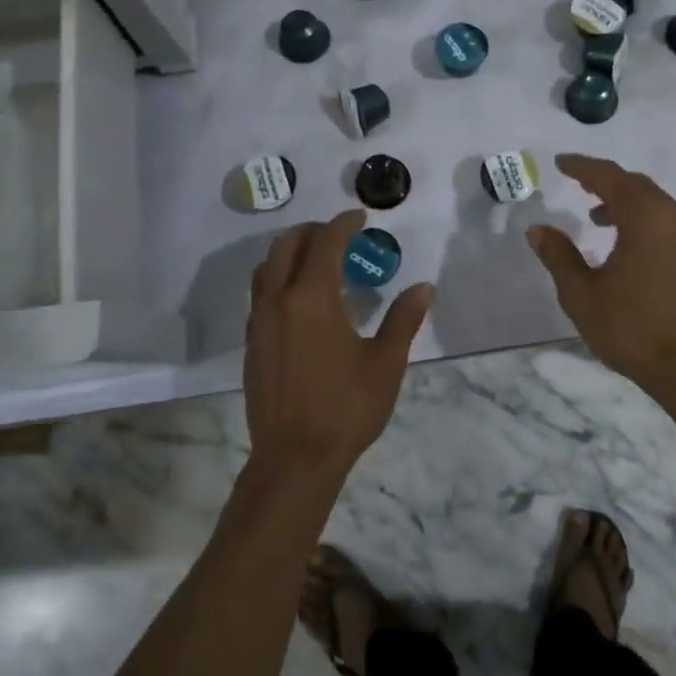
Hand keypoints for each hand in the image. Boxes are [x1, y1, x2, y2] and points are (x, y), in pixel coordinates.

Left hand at [244, 209, 434, 481]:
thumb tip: (423, 288)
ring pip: (267, 267)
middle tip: (340, 235)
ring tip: (319, 260)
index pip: (326, 243)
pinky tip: (301, 299)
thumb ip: (403, 319)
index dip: (344, 223)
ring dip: (291, 252)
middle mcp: (279, 300)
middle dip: (314, 231)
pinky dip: (279, 278)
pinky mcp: (252, 342)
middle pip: (287, 245)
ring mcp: (260, 321)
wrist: (294, 459)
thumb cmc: (346, 408)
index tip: (361, 216)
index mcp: (312, 298)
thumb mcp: (385, 363)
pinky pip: (261, 293)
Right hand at [526, 154, 675, 392]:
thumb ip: (559, 256)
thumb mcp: (582, 294)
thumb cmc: (632, 329)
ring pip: (654, 202)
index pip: (610, 177)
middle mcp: (674, 218)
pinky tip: (625, 242)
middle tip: (577, 182)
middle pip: (635, 184)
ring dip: (624, 201)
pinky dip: (642, 218)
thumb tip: (538, 229)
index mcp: (646, 219)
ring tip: (596, 217)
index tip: (561, 162)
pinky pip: (666, 220)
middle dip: (605, 180)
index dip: (583, 167)